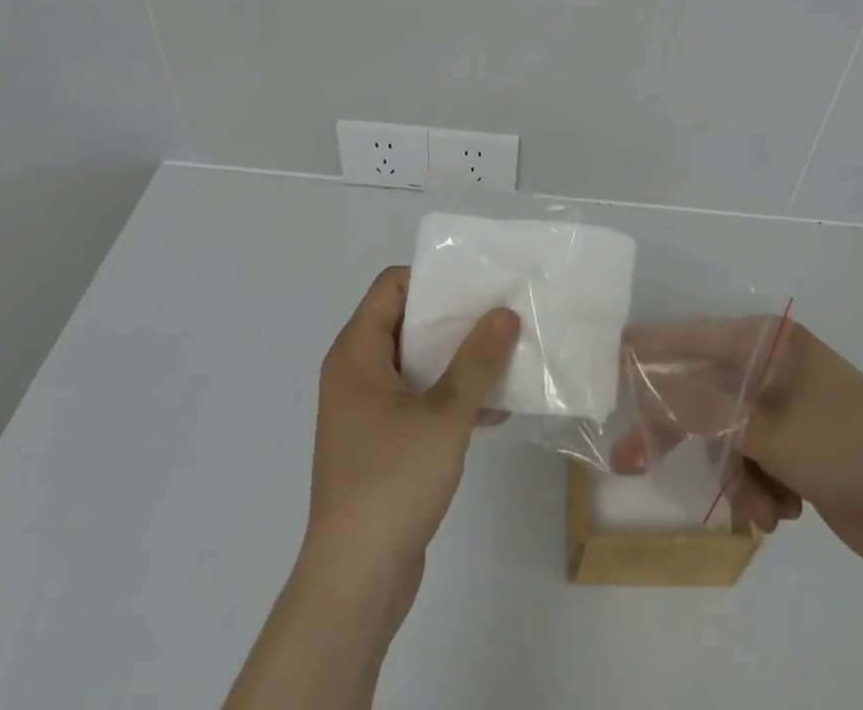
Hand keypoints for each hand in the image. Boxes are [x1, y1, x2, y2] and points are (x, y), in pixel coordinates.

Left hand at [304, 267, 518, 593]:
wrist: (355, 584)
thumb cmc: (391, 483)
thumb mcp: (444, 415)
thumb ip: (477, 361)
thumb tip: (505, 312)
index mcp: (357, 354)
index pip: (392, 286)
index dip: (433, 278)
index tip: (478, 282)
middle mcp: (356, 373)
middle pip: (407, 321)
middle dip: (455, 317)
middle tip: (501, 311)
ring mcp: (367, 410)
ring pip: (417, 362)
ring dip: (458, 359)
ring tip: (507, 354)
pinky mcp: (382, 442)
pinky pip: (419, 399)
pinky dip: (450, 396)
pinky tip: (494, 409)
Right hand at [614, 318, 862, 571]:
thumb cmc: (843, 444)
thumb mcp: (768, 425)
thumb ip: (705, 409)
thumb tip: (653, 389)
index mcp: (769, 344)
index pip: (696, 337)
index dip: (652, 347)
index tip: (611, 355)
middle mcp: (773, 369)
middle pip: (705, 394)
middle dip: (681, 434)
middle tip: (632, 461)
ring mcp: (786, 410)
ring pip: (727, 438)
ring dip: (735, 477)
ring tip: (761, 508)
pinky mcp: (798, 450)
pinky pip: (753, 464)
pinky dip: (759, 491)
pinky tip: (783, 512)